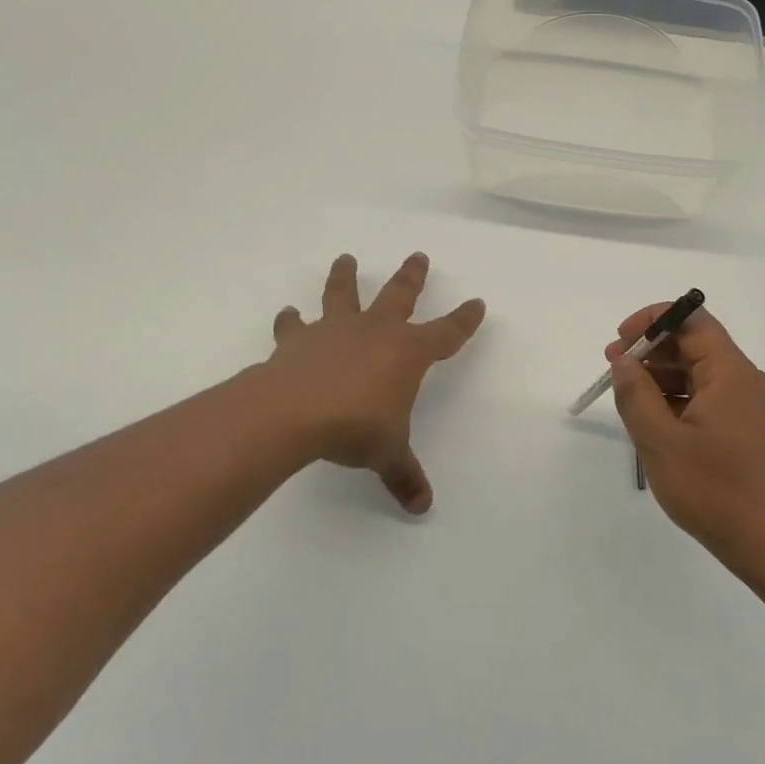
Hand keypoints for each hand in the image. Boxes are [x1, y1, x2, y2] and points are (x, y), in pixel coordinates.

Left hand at [264, 253, 484, 513]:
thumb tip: (422, 507)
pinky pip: (294, 325)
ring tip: (345, 258)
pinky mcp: (298, 340)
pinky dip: (290, 320)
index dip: (464, 320)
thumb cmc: (355, 427)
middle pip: (399, 295)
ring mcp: (334, 330)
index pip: (447, 333)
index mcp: (407, 353)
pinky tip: (287, 315)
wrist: (294, 412)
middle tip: (418, 255)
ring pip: (344, 294)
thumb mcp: (387, 453)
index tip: (477, 303)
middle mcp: (375, 332)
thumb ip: (404, 475)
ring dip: (345, 276)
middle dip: (412, 277)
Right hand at [608, 305, 764, 582]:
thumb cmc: (712, 489)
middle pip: (695, 345)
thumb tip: (623, 359)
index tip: (620, 341)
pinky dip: (678, 399)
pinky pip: (708, 397)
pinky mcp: (747, 428)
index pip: (692, 320)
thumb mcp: (660, 440)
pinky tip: (654, 420)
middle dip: (651, 350)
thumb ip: (635, 393)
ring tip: (627, 397)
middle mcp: (746, 380)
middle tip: (613, 369)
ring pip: (699, 373)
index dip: (652, 320)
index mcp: (730, 372)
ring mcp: (749, 406)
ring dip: (661, 376)